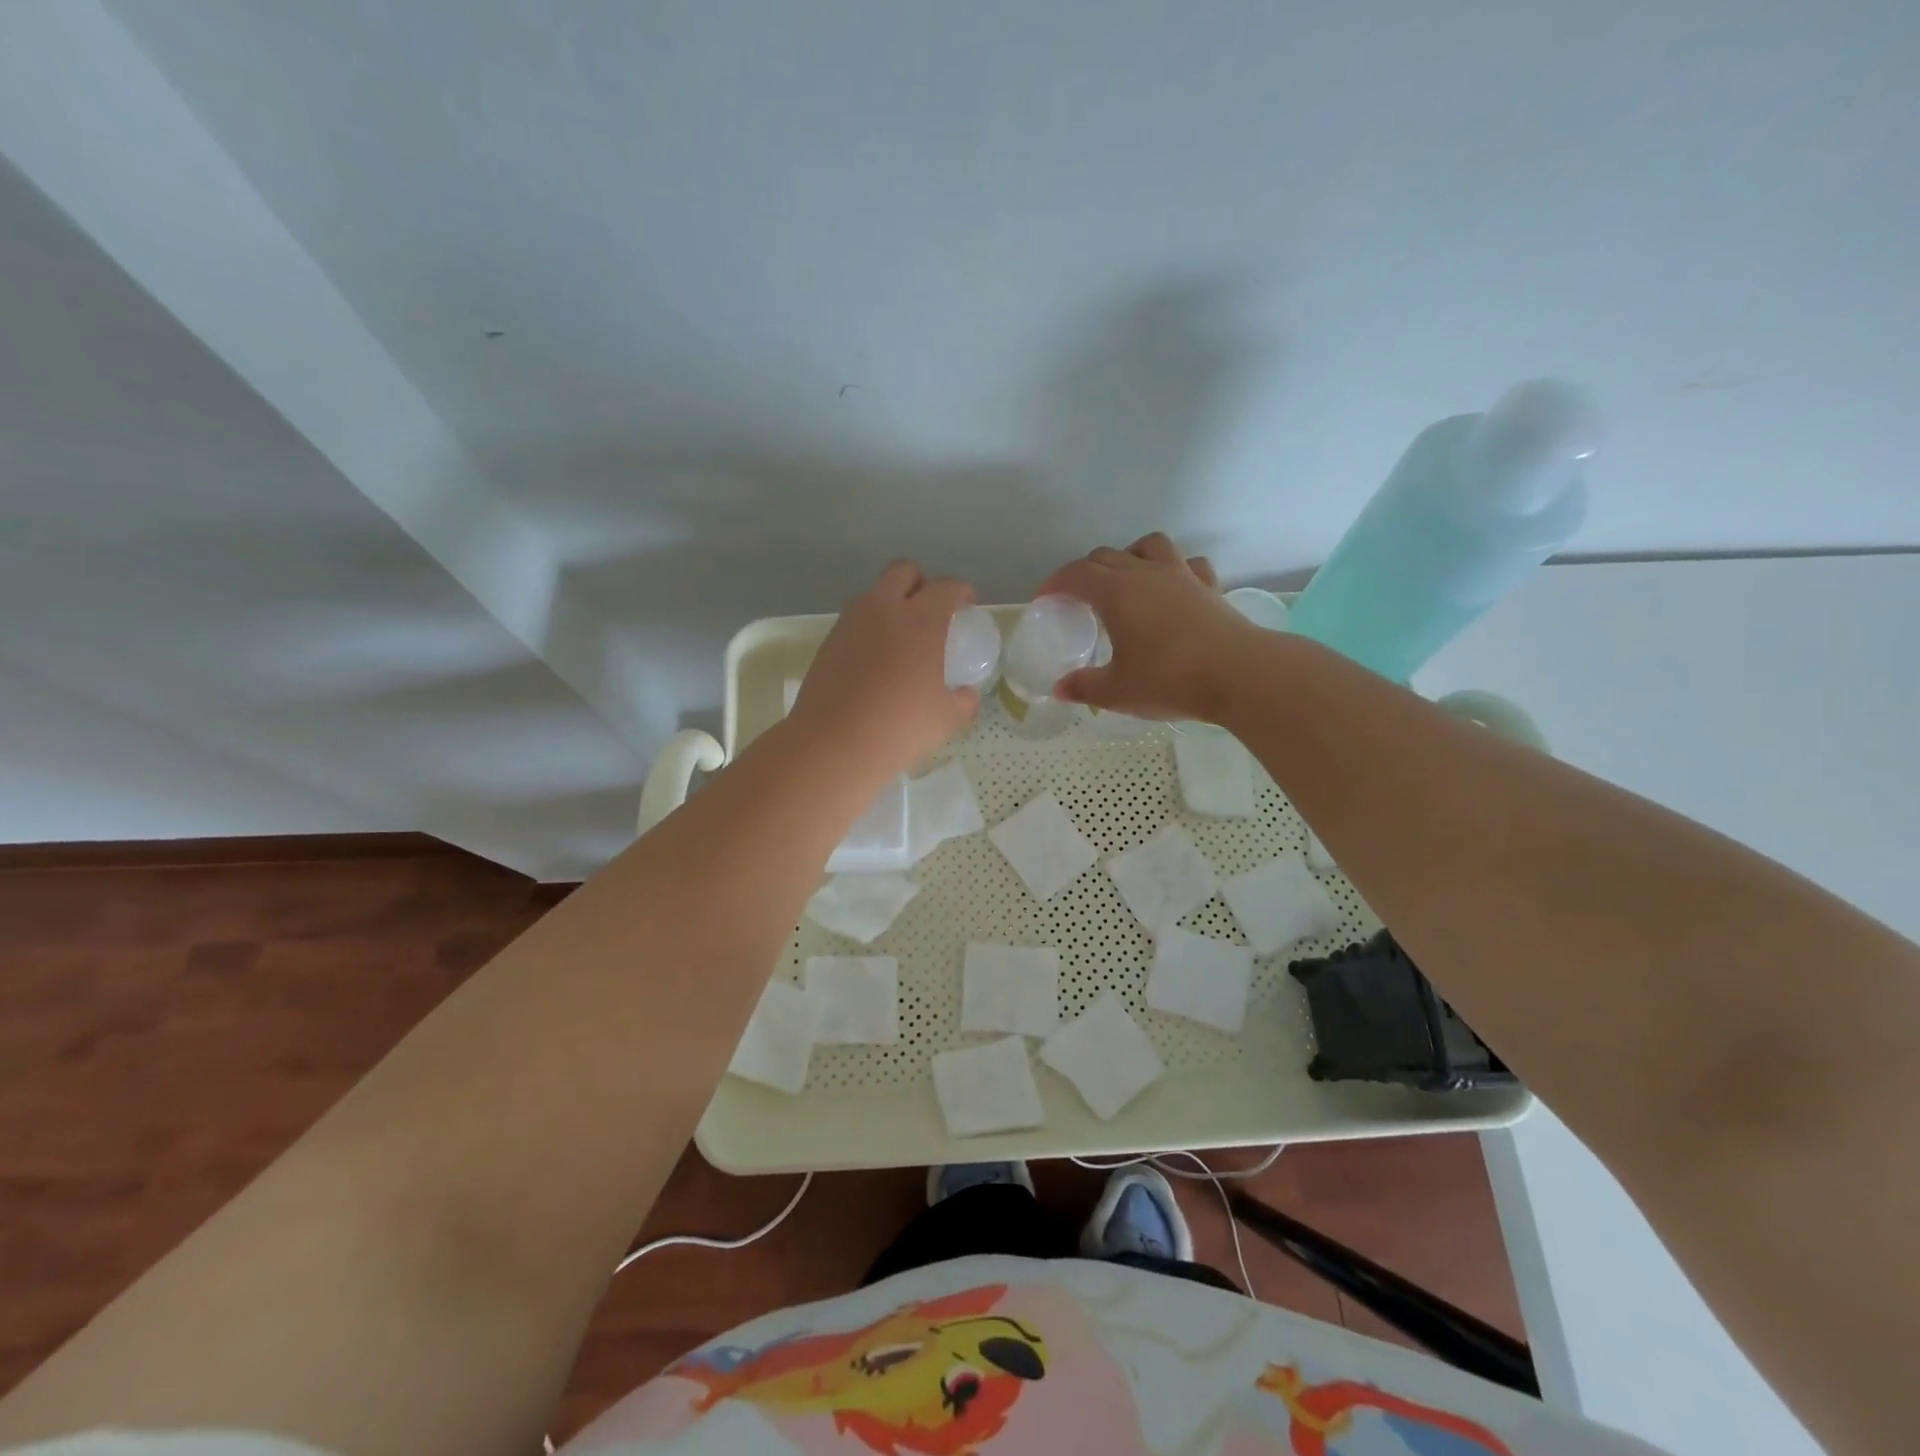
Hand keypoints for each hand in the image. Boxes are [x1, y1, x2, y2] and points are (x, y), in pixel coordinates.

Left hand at [787, 561, 980, 775]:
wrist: (832, 744)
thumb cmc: (899, 728)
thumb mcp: (946, 719)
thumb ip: (964, 701)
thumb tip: (967, 694)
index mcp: (920, 621)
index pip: (946, 587)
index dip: (962, 592)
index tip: (969, 606)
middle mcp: (883, 610)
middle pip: (904, 571)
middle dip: (922, 583)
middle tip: (933, 611)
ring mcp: (850, 623)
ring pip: (875, 594)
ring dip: (892, 604)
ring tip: (903, 638)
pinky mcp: (828, 642)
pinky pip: (856, 621)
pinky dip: (871, 629)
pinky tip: (877, 661)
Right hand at [1039, 533, 1255, 720]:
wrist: (1239, 674)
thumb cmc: (1170, 680)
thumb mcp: (1117, 691)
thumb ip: (1084, 687)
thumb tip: (1060, 690)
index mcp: (1116, 593)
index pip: (1076, 574)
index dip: (1055, 583)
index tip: (1045, 599)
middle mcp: (1146, 574)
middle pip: (1106, 556)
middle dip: (1085, 572)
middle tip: (1078, 598)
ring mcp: (1181, 576)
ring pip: (1149, 546)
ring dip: (1130, 556)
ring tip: (1125, 580)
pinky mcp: (1209, 587)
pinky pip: (1188, 564)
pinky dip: (1173, 570)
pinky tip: (1172, 589)